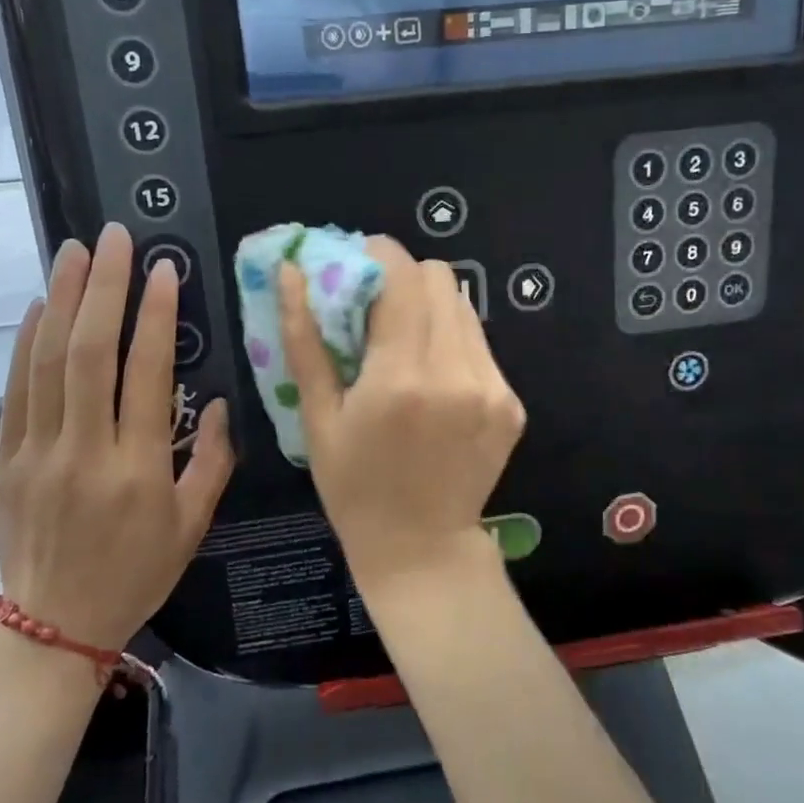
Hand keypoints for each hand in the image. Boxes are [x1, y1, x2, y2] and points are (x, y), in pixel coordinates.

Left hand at [0, 224, 233, 651]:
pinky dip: (26, 342)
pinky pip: (16, 390)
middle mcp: (84, 450)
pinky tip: (39, 306)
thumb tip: (214, 402)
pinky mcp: (7, 459)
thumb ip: (211, 461)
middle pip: (90, 353)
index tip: (163, 270)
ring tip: (74, 252)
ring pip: (47, 361)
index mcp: (138, 468)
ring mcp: (37, 452)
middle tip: (114, 238)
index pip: (145, 373)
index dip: (155, 315)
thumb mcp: (192, 526)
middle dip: (104, 287)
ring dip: (62, 300)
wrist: (54, 626)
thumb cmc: (137, 574)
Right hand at [278, 238, 525, 598]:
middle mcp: (456, 373)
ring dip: (429, 308)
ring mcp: (492, 388)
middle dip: (403, 278)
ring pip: (463, 306)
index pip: (402, 275)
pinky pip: (479, 344)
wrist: (421, 549)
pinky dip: (452, 341)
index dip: (377, 254)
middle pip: (439, 278)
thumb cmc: (354, 487)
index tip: (355, 264)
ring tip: (403, 343)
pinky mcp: (511, 403)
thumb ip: (304, 339)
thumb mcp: (318, 417)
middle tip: (375, 306)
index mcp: (401, 377)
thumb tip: (292, 272)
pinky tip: (432, 377)